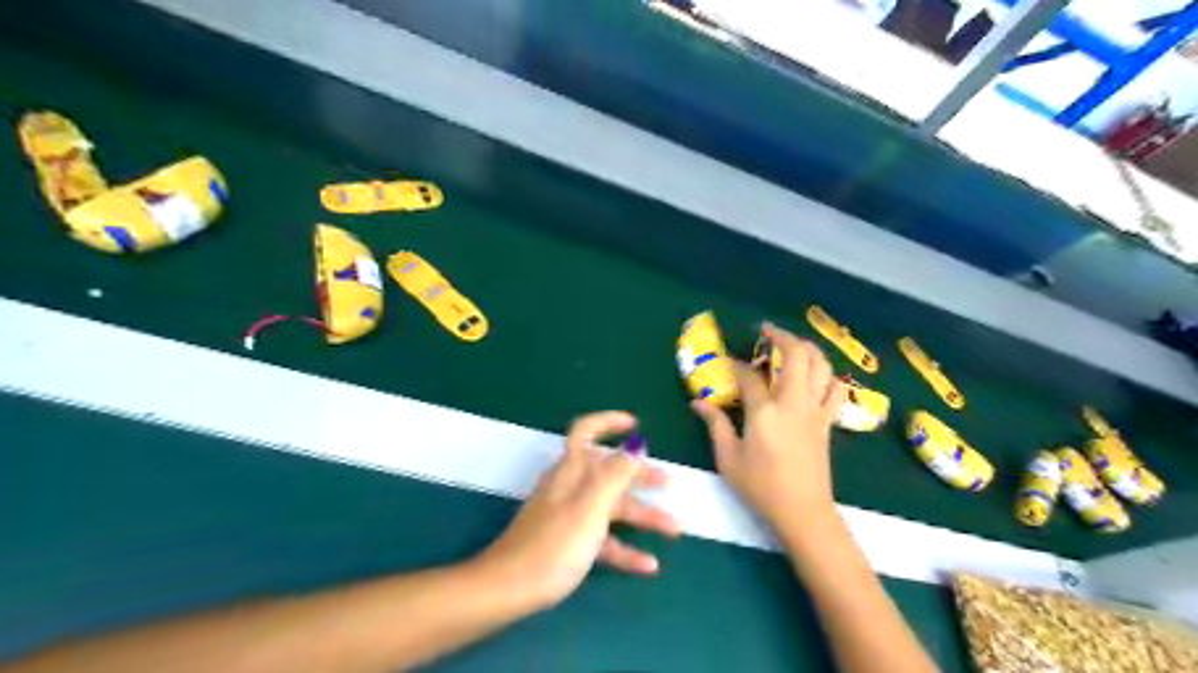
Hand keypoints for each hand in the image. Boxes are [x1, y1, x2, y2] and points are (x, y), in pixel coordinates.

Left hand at [477, 410, 682, 609]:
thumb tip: (636, 443)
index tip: (636, 424)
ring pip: (611, 507)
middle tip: (670, 483)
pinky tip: (648, 565)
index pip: (586, 432)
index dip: (609, 422)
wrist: (509, 590)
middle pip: (608, 472)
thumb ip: (616, 474)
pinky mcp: (569, 542)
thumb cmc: (553, 544)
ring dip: (642, 516)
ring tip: (675, 528)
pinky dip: (625, 548)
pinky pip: (603, 538)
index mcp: (571, 470)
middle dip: (640, 476)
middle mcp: (570, 486)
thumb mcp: (590, 507)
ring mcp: (569, 515)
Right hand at [689, 324, 845, 527]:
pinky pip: (835, 388)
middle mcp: (793, 403)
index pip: (749, 376)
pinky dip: (827, 375)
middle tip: (766, 332)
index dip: (735, 365)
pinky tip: (816, 375)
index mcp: (765, 412)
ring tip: (792, 345)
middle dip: (781, 336)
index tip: (726, 363)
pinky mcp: (827, 421)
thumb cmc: (761, 487)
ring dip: (808, 348)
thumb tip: (698, 403)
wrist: (804, 512)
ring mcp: (815, 410)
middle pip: (796, 355)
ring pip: (821, 365)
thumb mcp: (728, 459)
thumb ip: (715, 425)